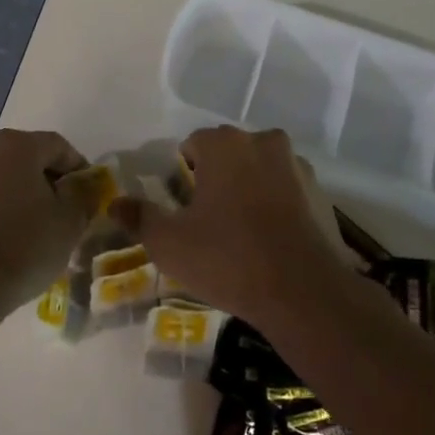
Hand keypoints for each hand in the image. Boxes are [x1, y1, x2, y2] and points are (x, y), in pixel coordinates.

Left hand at [0, 129, 89, 315]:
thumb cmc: (24, 245)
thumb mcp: (69, 221)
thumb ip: (82, 194)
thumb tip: (82, 184)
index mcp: (16, 144)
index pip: (58, 146)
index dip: (78, 168)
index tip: (88, 195)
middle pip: (25, 157)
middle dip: (46, 179)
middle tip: (63, 209)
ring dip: (18, 192)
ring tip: (33, 225)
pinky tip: (6, 234)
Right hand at [111, 126, 344, 333]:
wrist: (304, 292)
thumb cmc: (228, 258)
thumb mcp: (169, 243)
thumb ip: (140, 217)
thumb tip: (114, 203)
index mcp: (224, 144)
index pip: (192, 145)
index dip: (182, 176)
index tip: (181, 208)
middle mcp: (262, 141)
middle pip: (227, 153)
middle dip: (215, 178)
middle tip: (206, 222)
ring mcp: (295, 165)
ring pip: (258, 169)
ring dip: (247, 188)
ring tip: (240, 232)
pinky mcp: (320, 192)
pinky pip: (285, 189)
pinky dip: (274, 204)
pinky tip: (269, 240)